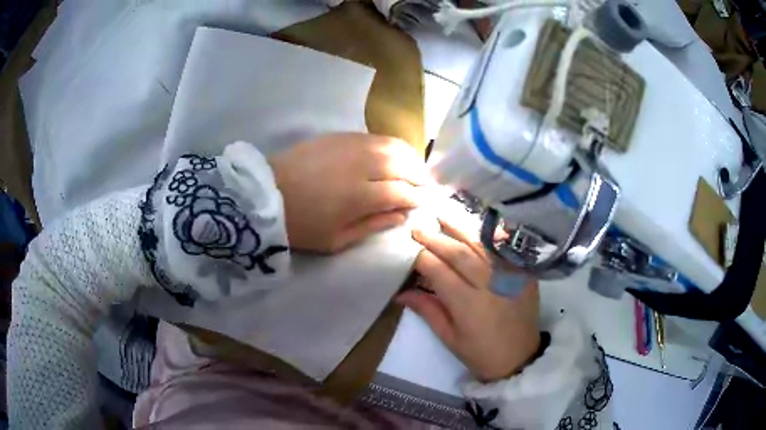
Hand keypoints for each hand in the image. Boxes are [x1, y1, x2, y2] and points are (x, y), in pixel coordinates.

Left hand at [270, 133, 429, 252]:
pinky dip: (391, 144)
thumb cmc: (300, 224)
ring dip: (410, 157)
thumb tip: (402, 215)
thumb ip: (373, 226)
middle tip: (425, 184)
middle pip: (403, 164)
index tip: (423, 202)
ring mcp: (350, 146)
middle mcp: (361, 165)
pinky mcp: (340, 136)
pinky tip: (393, 153)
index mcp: (360, 196)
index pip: (402, 192)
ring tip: (415, 167)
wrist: (266, 194)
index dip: (417, 197)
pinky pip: (375, 136)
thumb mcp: (336, 240)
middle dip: (420, 175)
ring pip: (392, 145)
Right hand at [397, 217, 540, 381]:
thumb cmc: (480, 353)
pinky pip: (504, 247)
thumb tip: (400, 292)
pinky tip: (475, 224)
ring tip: (442, 213)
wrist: (520, 357)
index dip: (421, 256)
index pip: (438, 271)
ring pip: (481, 244)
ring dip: (460, 226)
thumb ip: (427, 310)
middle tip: (418, 225)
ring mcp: (510, 276)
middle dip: (436, 237)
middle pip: (459, 252)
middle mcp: (489, 285)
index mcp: (468, 304)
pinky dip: (488, 234)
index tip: (407, 246)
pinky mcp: (524, 273)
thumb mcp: (449, 337)